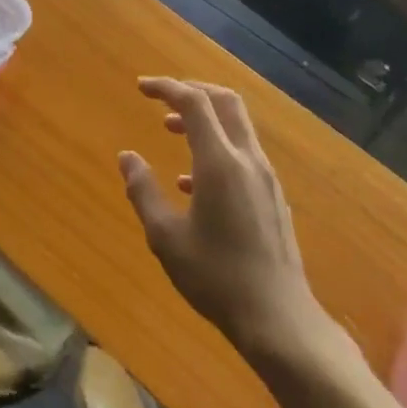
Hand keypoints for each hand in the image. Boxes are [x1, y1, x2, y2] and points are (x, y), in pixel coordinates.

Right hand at [118, 77, 326, 362]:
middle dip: (192, 91)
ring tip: (171, 131)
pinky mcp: (273, 196)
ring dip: (205, 118)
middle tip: (162, 99)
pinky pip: (243, 153)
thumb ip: (144, 192)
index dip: (166, 88)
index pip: (194, 103)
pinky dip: (217, 146)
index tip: (141, 88)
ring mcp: (265, 177)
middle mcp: (247, 159)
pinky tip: (193, 181)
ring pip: (236, 126)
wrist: (279, 319)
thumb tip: (127, 157)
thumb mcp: (166, 238)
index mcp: (220, 163)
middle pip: (224, 101)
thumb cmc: (216, 278)